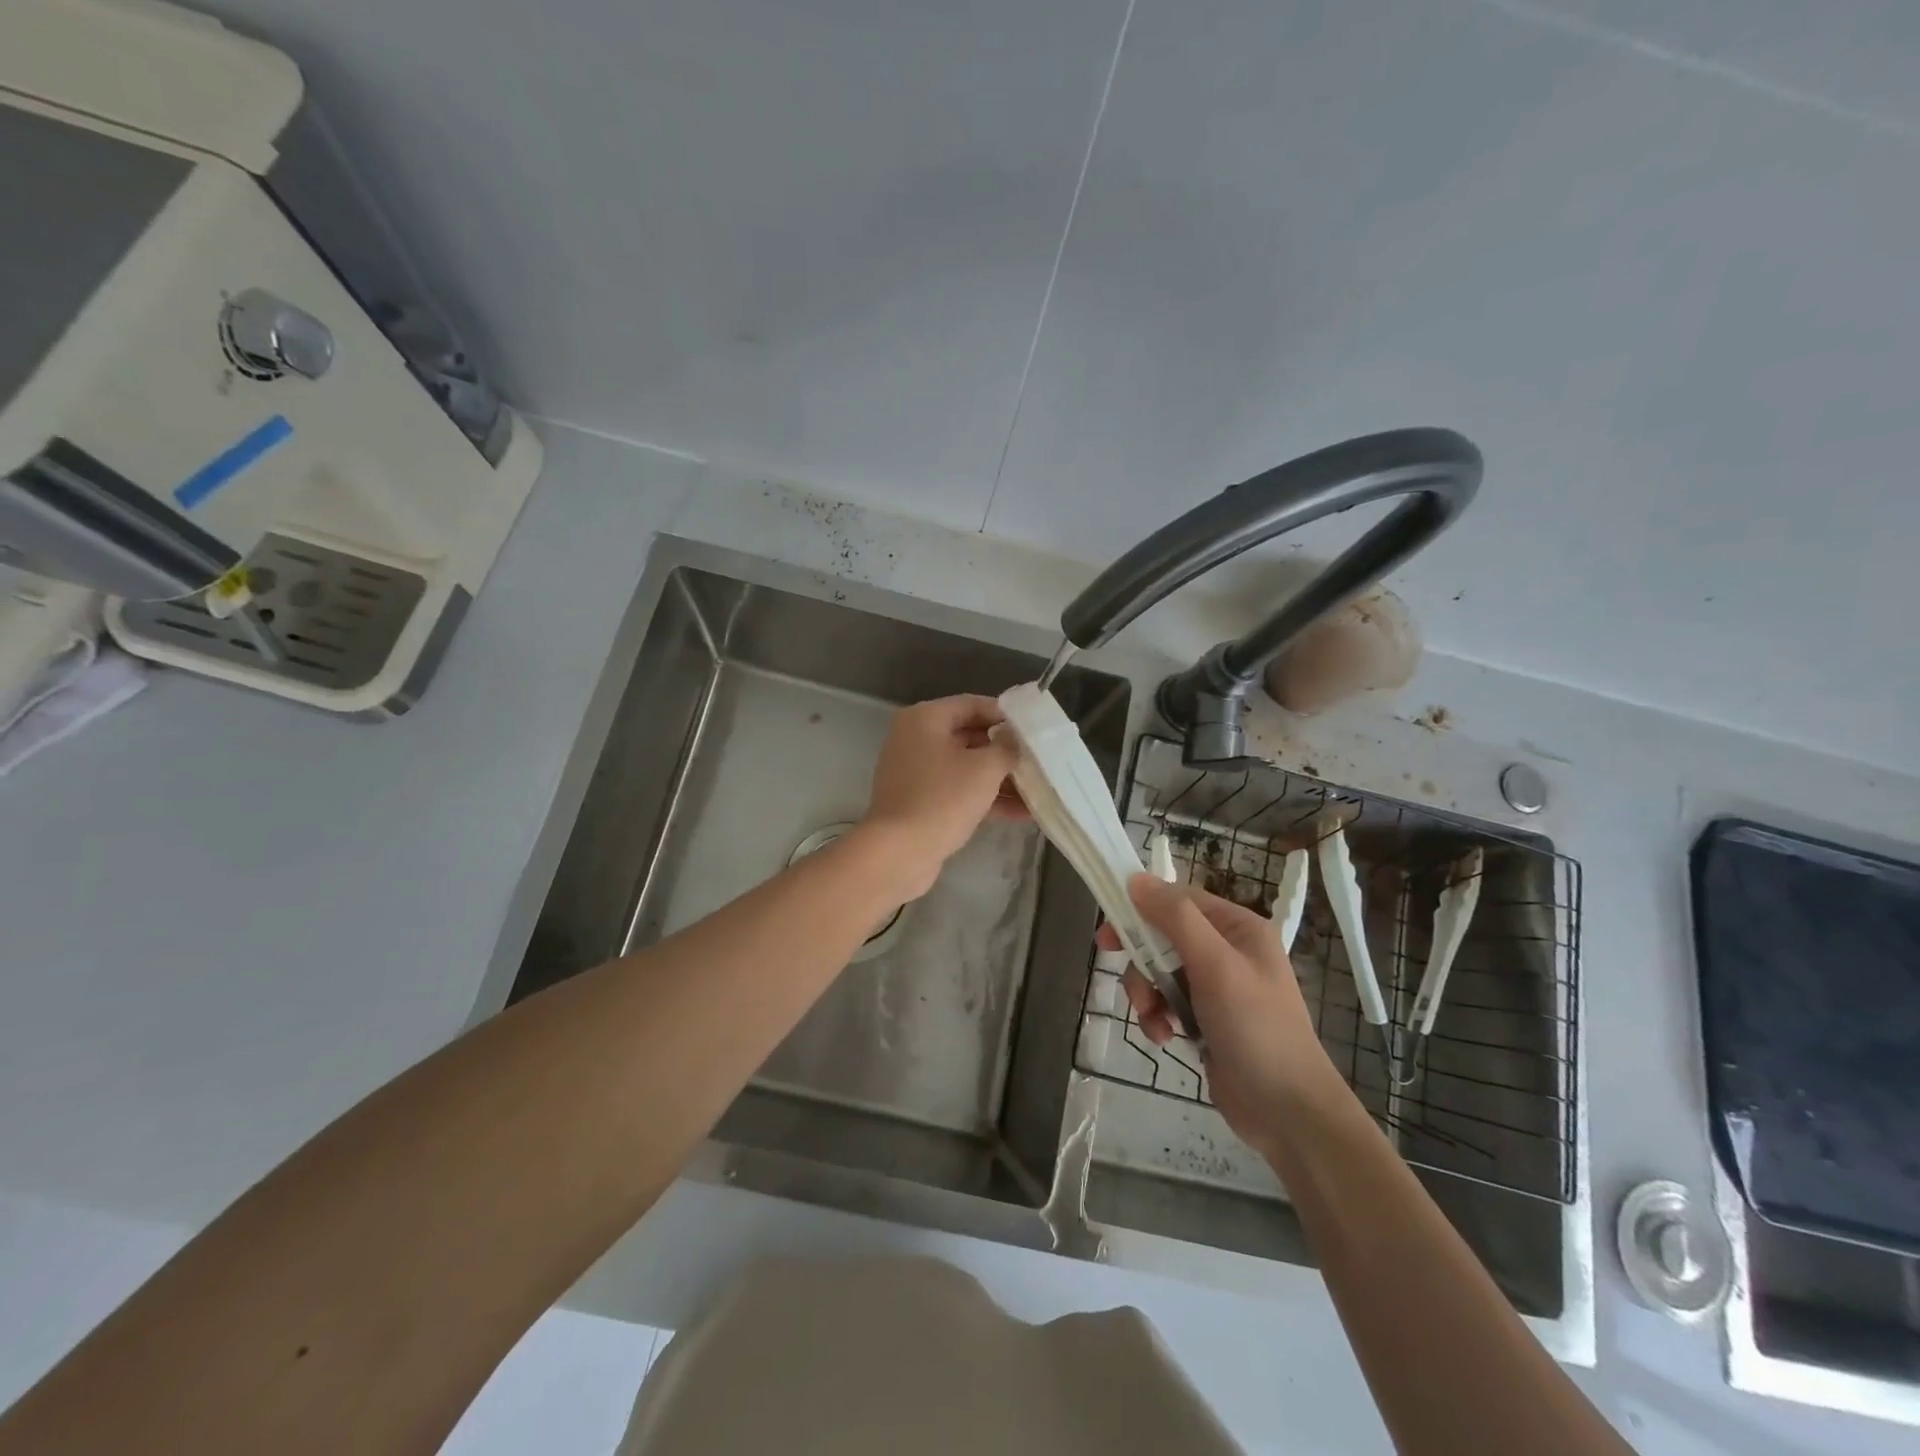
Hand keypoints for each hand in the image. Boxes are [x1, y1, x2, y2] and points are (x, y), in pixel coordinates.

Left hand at [856, 695, 1025, 898]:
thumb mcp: (985, 768)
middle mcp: (916, 739)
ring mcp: (916, 772)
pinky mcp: (920, 801)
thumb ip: (1007, 747)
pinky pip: (958, 791)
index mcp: (925, 719)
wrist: (899, 852)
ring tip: (1039, 790)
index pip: (972, 704)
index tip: (1035, 729)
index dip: (1006, 715)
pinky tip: (1022, 813)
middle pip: (970, 736)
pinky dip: (985, 798)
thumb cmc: (943, 799)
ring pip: (966, 767)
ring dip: (1001, 779)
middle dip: (1006, 751)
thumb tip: (1015, 739)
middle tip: (1040, 760)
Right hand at [1100, 874, 1344, 1152]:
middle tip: (1129, 985)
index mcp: (1238, 928)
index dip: (1141, 910)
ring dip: (1147, 994)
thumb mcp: (1215, 965)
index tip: (1108, 933)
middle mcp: (1227, 950)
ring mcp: (1216, 987)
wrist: (1287, 1111)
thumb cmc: (1255, 1028)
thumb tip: (1136, 879)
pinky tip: (1164, 1038)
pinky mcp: (1206, 1019)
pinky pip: (1167, 1002)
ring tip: (1154, 1020)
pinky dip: (1158, 1017)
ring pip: (1160, 971)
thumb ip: (1176, 918)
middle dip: (1143, 962)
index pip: (1178, 900)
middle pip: (1164, 937)